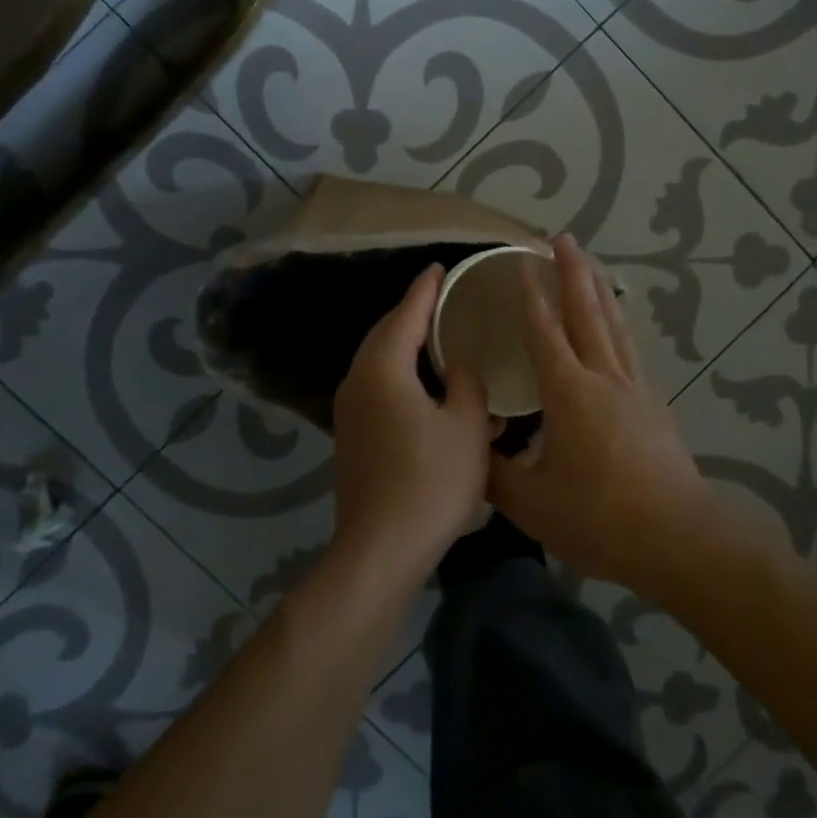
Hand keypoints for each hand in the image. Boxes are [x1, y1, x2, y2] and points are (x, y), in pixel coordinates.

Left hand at [331, 265, 493, 583]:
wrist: (380, 550)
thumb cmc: (430, 482)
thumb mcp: (467, 427)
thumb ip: (467, 385)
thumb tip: (458, 368)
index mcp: (383, 370)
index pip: (405, 314)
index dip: (425, 290)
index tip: (439, 267)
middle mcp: (357, 381)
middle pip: (384, 334)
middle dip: (411, 313)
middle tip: (440, 298)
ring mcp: (349, 411)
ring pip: (377, 362)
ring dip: (404, 344)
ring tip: (435, 335)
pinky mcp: (351, 437)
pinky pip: (376, 386)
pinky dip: (399, 372)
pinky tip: (423, 385)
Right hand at [488, 234, 713, 598]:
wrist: (679, 538)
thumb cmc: (600, 517)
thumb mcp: (532, 504)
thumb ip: (495, 472)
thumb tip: (472, 446)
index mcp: (568, 392)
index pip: (544, 331)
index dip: (530, 296)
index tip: (521, 262)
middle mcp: (603, 378)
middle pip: (586, 312)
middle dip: (572, 272)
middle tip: (563, 238)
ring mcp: (634, 388)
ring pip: (614, 325)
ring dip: (599, 290)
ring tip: (590, 265)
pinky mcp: (653, 405)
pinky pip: (630, 349)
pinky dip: (618, 325)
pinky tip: (618, 328)